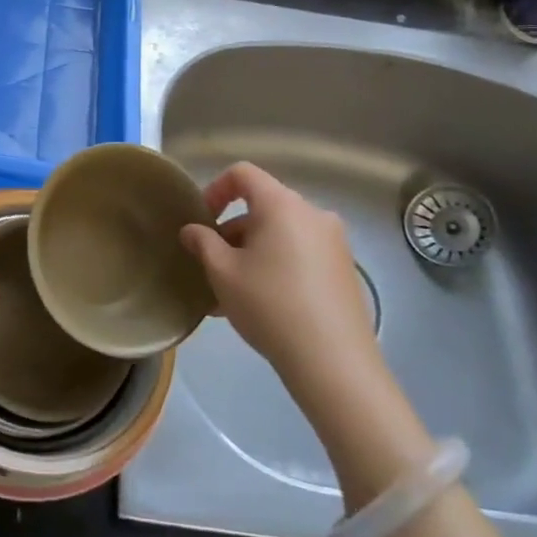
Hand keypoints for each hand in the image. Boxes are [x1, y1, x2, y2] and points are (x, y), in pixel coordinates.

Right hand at [178, 163, 384, 416]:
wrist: (333, 362)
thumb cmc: (269, 305)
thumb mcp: (222, 272)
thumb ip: (202, 243)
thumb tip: (192, 230)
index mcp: (282, 205)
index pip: (243, 174)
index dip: (215, 190)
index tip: (201, 221)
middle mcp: (313, 214)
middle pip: (263, 207)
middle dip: (231, 230)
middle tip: (211, 263)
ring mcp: (333, 243)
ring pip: (280, 234)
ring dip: (251, 252)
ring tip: (229, 292)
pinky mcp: (343, 271)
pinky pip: (299, 255)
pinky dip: (275, 266)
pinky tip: (258, 304)